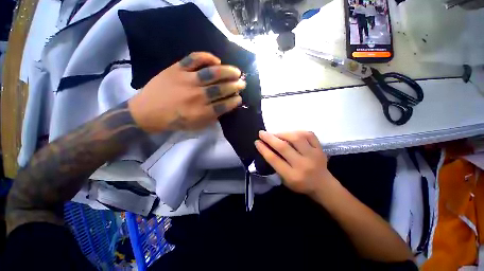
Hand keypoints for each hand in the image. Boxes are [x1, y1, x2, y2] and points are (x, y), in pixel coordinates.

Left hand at [128, 52, 245, 131]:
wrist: (146, 112)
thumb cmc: (174, 121)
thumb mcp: (195, 126)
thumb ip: (211, 118)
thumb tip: (225, 107)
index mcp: (200, 112)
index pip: (223, 105)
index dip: (234, 101)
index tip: (239, 98)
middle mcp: (196, 96)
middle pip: (221, 89)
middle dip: (235, 86)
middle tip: (242, 84)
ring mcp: (186, 80)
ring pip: (212, 73)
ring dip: (227, 72)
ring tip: (236, 71)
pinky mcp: (176, 69)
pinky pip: (194, 58)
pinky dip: (207, 57)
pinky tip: (216, 60)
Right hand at [255, 131, 333, 195]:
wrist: (323, 185)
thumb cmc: (300, 184)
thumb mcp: (285, 180)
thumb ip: (276, 165)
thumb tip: (266, 147)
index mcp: (292, 176)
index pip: (274, 159)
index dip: (263, 149)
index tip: (257, 142)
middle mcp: (303, 165)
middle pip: (283, 147)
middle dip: (270, 138)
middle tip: (262, 133)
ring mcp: (314, 155)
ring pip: (296, 138)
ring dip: (283, 133)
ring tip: (276, 134)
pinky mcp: (320, 149)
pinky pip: (308, 134)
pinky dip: (297, 131)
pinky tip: (291, 133)